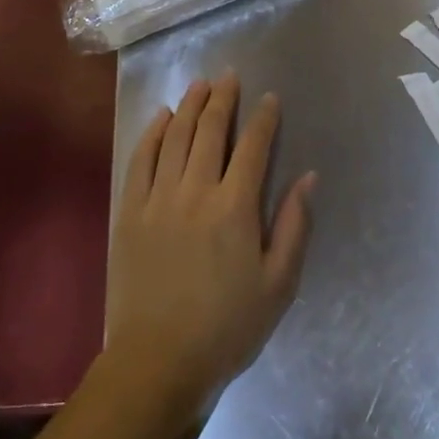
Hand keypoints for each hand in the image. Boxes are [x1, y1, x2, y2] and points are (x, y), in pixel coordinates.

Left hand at [104, 73, 315, 419]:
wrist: (158, 362)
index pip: (254, 147)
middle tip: (229, 75)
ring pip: (176, 136)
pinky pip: (141, 158)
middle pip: (211, 129)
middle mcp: (196, 190)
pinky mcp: (130, 210)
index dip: (264, 118)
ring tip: (200, 84)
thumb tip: (308, 177)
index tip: (270, 98)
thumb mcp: (278, 285)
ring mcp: (158, 197)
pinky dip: (153, 132)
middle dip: (223, 98)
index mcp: (235, 207)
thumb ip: (293, 226)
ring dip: (190, 105)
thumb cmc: (227, 328)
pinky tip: (162, 117)